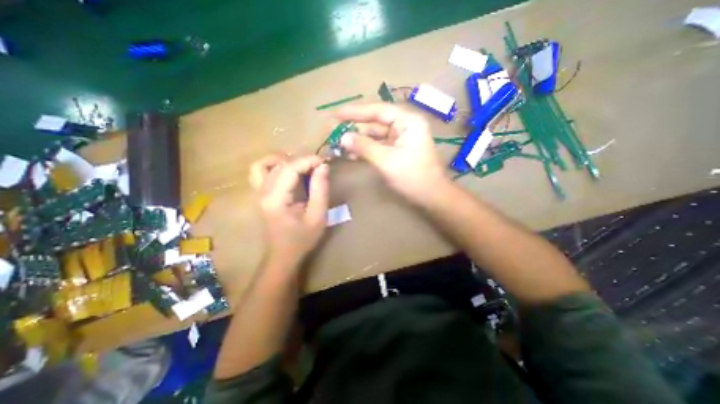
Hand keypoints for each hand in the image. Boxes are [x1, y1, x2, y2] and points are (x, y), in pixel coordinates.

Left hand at [249, 155, 325, 267]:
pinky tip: (286, 170)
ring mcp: (258, 193)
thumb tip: (323, 167)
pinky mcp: (259, 195)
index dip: (308, 161)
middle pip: (279, 165)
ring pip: (264, 165)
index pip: (290, 169)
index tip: (324, 162)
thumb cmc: (302, 239)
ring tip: (300, 164)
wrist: (283, 255)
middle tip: (318, 166)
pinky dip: (272, 165)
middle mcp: (262, 193)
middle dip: (301, 161)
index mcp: (276, 199)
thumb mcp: (317, 216)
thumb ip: (320, 190)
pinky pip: (259, 172)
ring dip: (283, 160)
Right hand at [337, 104, 448, 203]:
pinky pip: (379, 145)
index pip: (378, 110)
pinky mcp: (398, 150)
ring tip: (340, 144)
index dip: (355, 111)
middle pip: (375, 122)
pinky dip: (366, 149)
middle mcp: (405, 126)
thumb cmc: (413, 177)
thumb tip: (343, 138)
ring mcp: (401, 139)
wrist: (431, 197)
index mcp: (407, 121)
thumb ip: (364, 147)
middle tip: (334, 130)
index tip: (336, 114)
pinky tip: (353, 154)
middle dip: (355, 127)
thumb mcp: (386, 161)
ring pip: (376, 135)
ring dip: (359, 140)